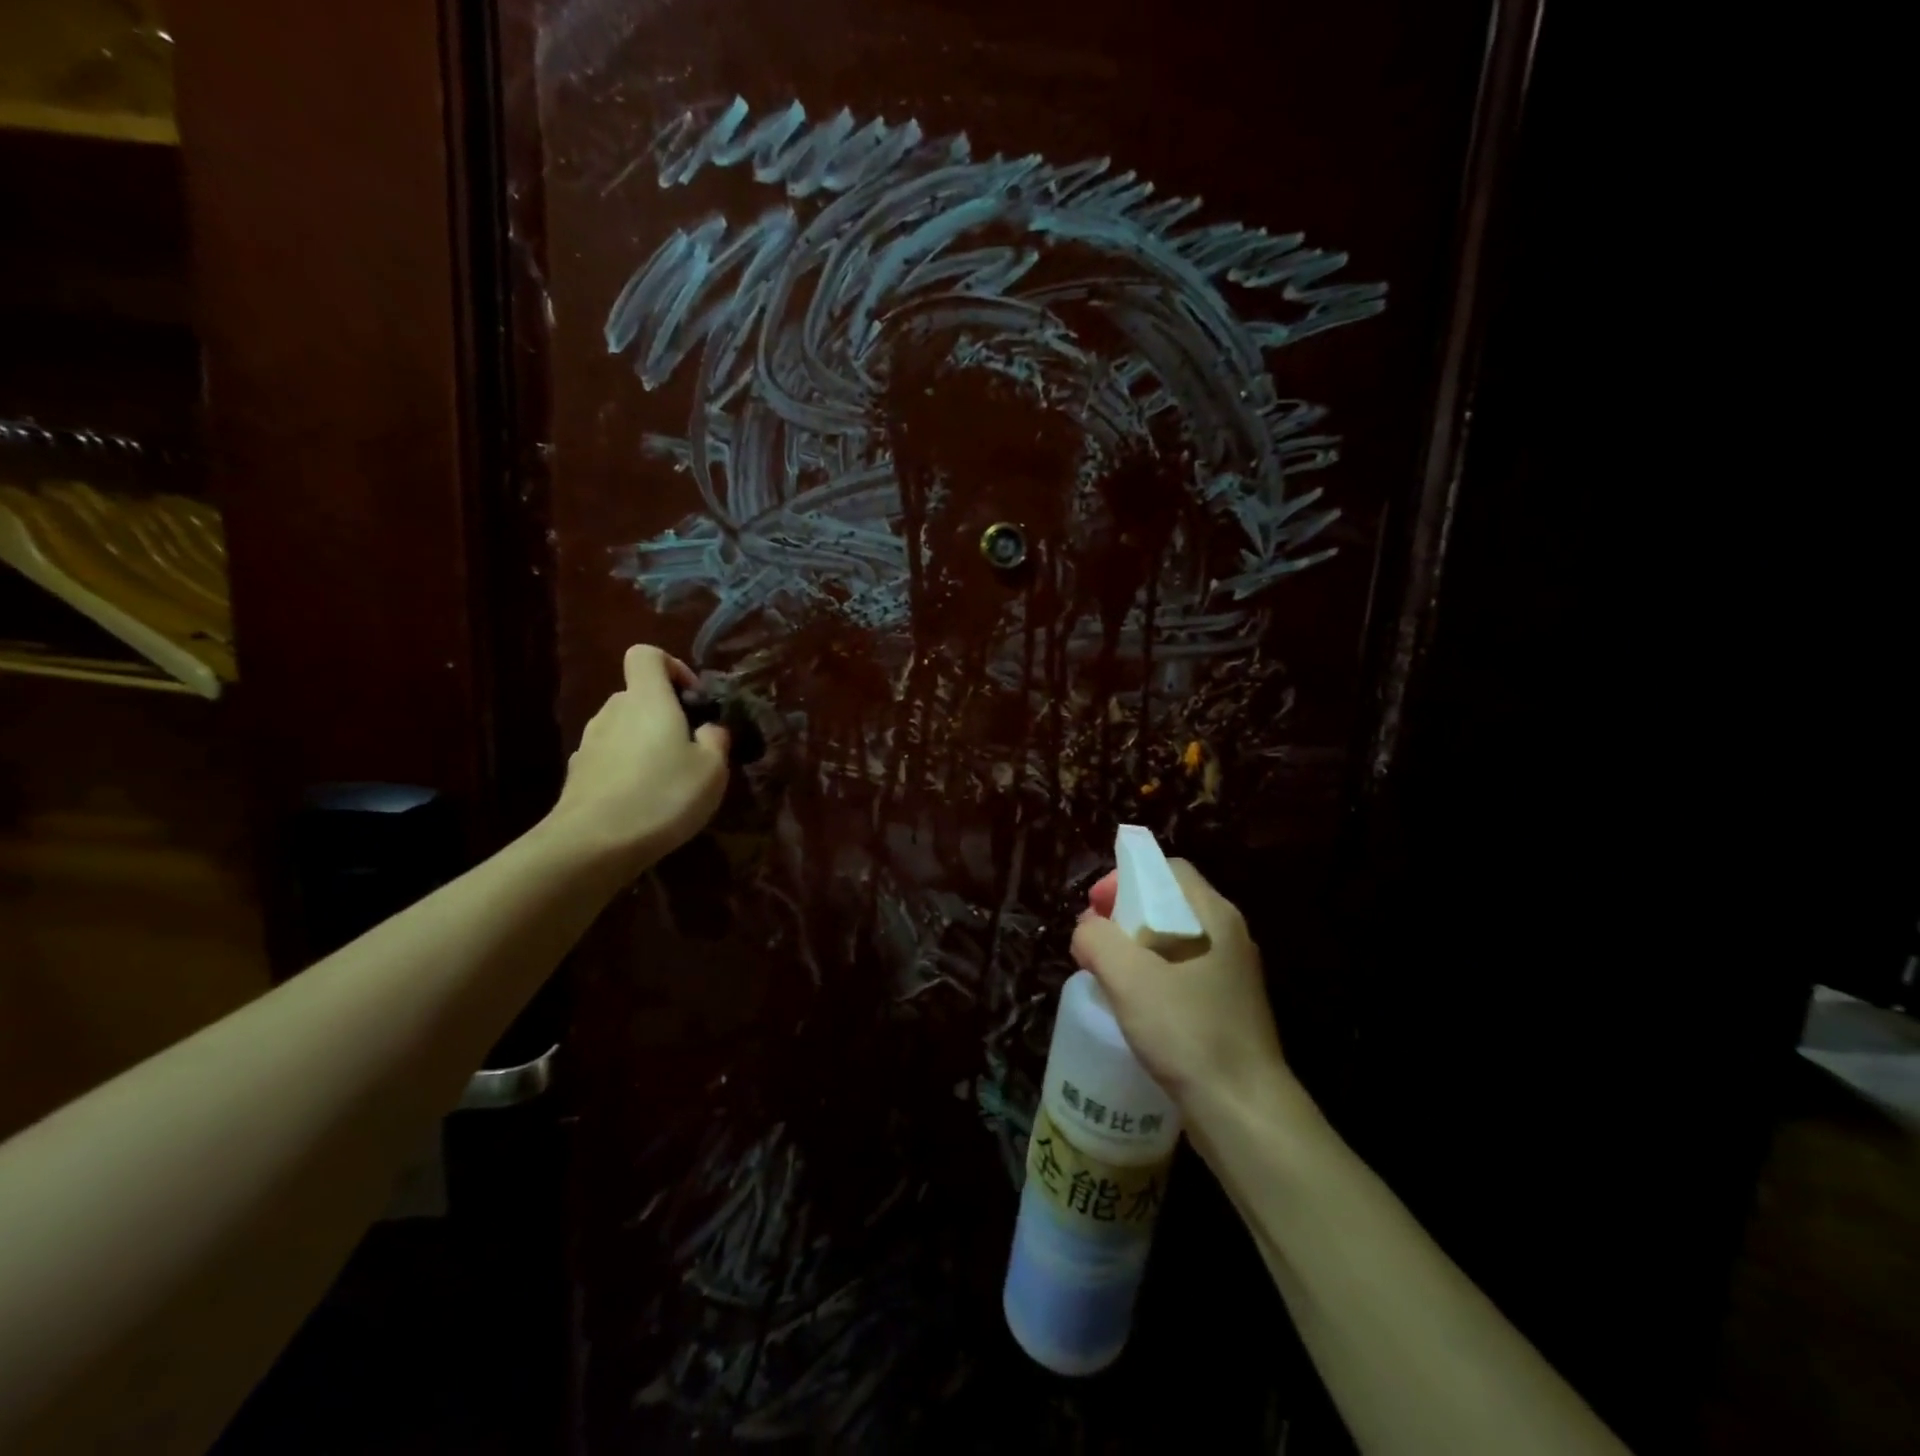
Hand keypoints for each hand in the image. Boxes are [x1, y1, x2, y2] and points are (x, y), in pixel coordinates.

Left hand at [545, 644, 729, 872]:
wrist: (593, 844)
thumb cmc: (663, 795)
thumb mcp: (713, 769)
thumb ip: (716, 739)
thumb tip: (708, 729)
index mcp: (647, 699)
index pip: (646, 654)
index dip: (673, 667)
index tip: (693, 700)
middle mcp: (613, 711)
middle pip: (637, 695)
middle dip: (665, 714)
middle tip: (690, 748)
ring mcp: (589, 743)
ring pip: (623, 728)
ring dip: (645, 744)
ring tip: (668, 780)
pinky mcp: (577, 774)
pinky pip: (609, 758)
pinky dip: (627, 770)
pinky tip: (642, 802)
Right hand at [1070, 859, 1292, 1117]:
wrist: (1244, 1111)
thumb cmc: (1188, 1032)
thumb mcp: (1129, 978)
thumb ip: (1098, 940)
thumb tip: (1087, 931)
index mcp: (1215, 916)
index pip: (1168, 870)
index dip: (1126, 879)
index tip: (1095, 907)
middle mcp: (1229, 936)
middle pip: (1169, 903)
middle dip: (1124, 914)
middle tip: (1093, 941)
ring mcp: (1231, 974)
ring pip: (1173, 941)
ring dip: (1135, 948)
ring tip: (1106, 973)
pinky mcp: (1226, 1008)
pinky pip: (1182, 973)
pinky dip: (1152, 976)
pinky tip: (1133, 1005)